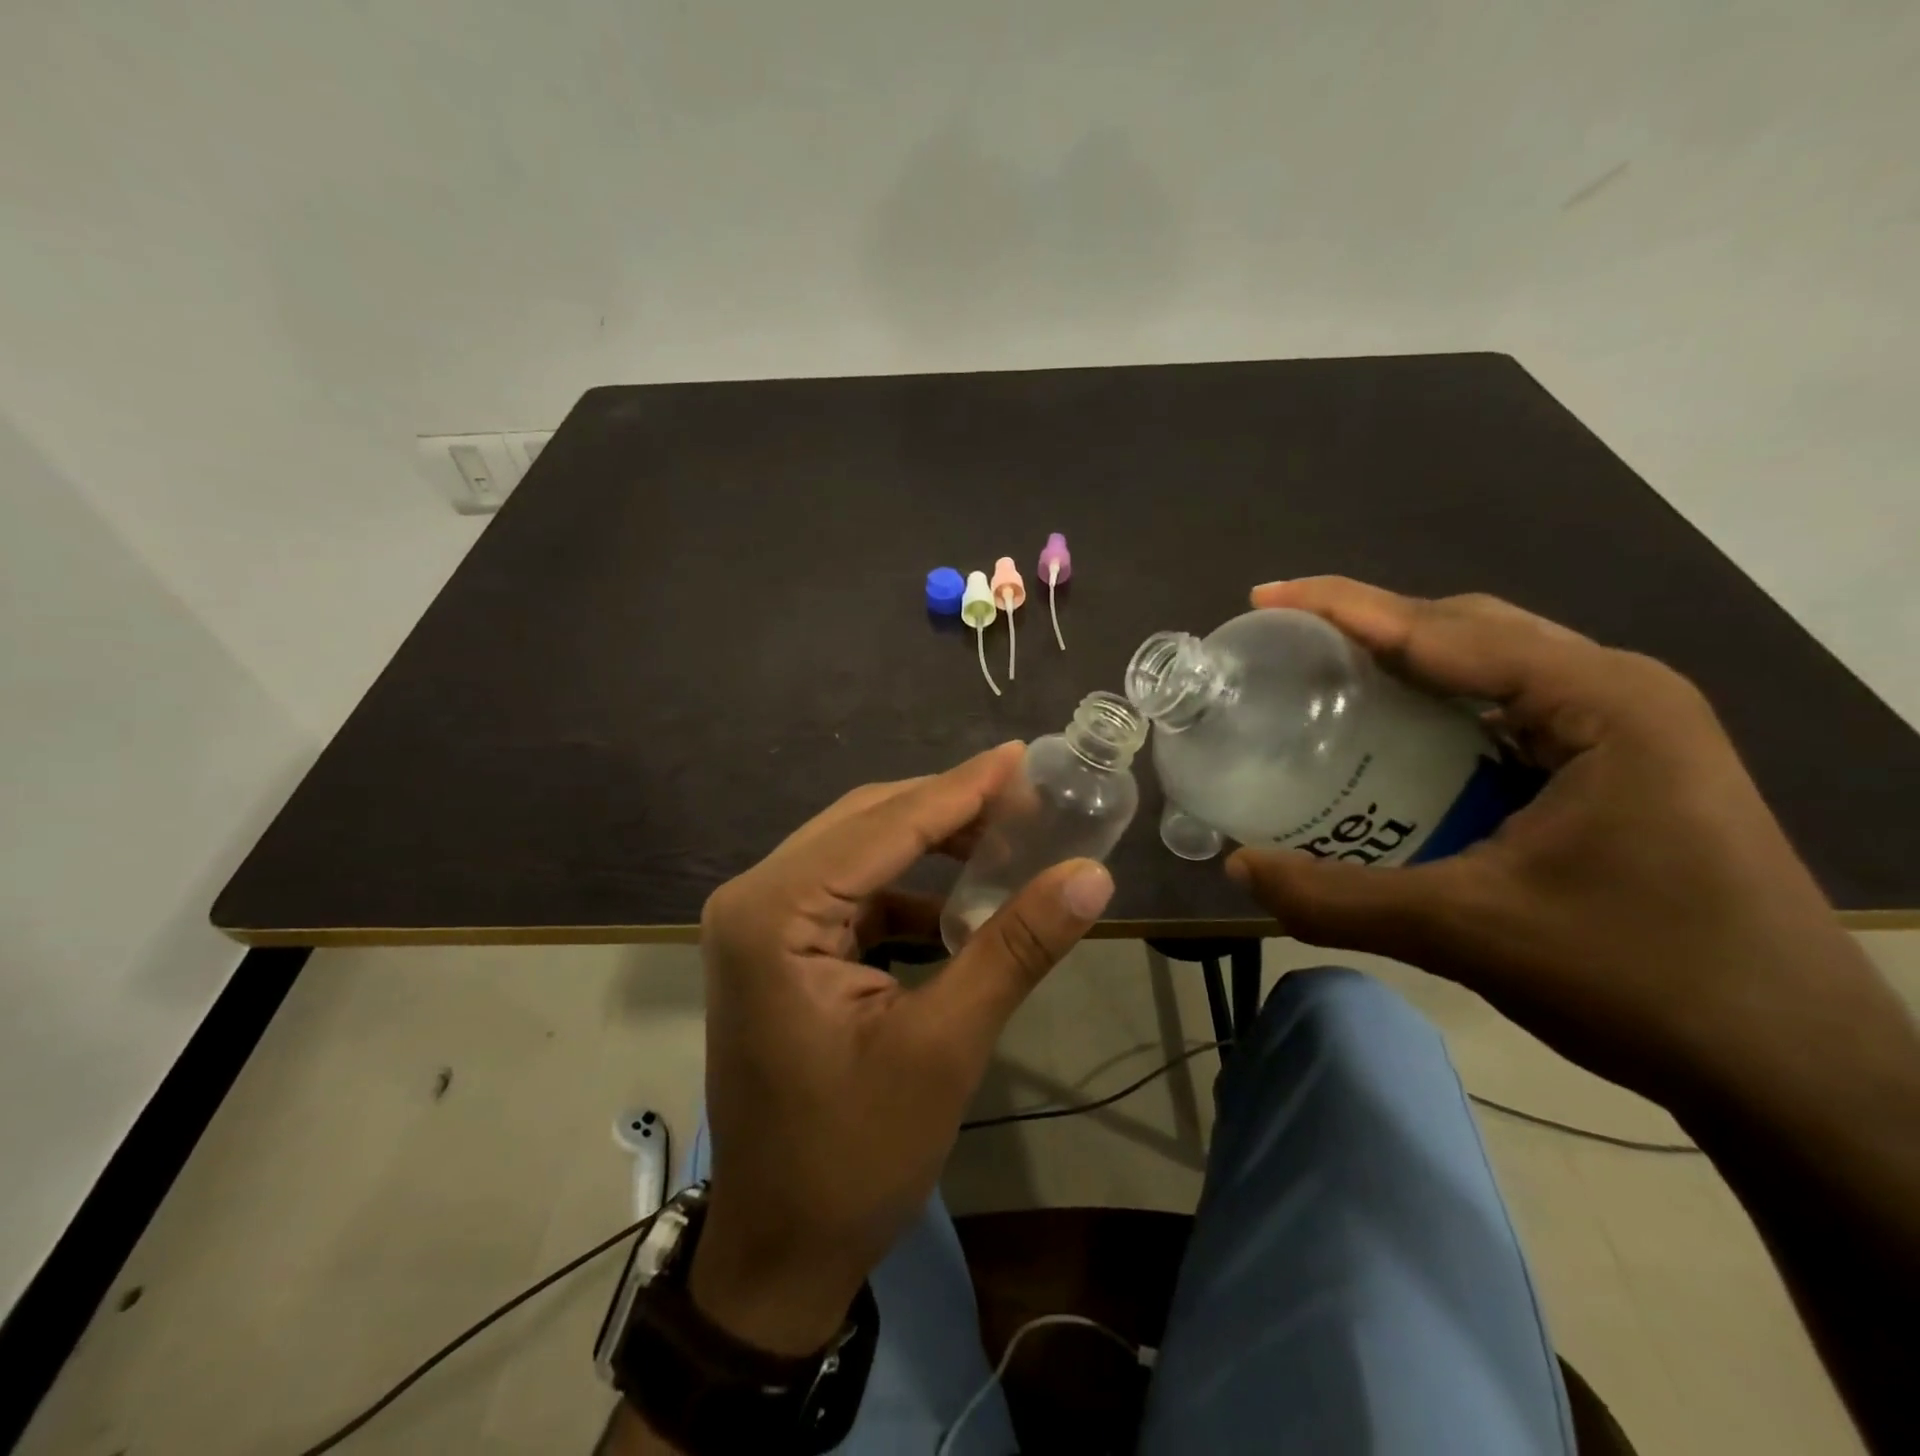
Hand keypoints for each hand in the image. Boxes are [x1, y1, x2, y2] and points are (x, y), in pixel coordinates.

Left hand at [689, 744, 1113, 1355]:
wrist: (780, 1249)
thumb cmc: (853, 1157)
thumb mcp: (944, 1047)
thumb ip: (1014, 949)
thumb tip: (1092, 876)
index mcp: (773, 913)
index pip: (883, 825)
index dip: (960, 789)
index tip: (1022, 756)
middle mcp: (755, 898)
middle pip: (865, 824)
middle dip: (946, 808)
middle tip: (1025, 796)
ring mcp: (761, 922)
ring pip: (858, 851)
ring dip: (929, 843)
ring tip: (1004, 837)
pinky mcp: (779, 946)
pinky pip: (851, 891)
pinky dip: (907, 887)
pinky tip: (959, 901)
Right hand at [1227, 578, 1882, 1108]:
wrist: (1793, 1071)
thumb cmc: (1642, 981)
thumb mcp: (1466, 932)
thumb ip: (1337, 899)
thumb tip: (1237, 866)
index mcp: (1599, 702)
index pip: (1446, 628)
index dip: (1344, 608)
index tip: (1266, 598)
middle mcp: (1617, 692)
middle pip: (1468, 629)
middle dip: (1371, 624)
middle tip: (1288, 640)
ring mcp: (1627, 729)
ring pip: (1491, 666)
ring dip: (1406, 662)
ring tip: (1325, 677)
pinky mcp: (1619, 767)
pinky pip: (1507, 710)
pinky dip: (1438, 707)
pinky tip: (1394, 739)